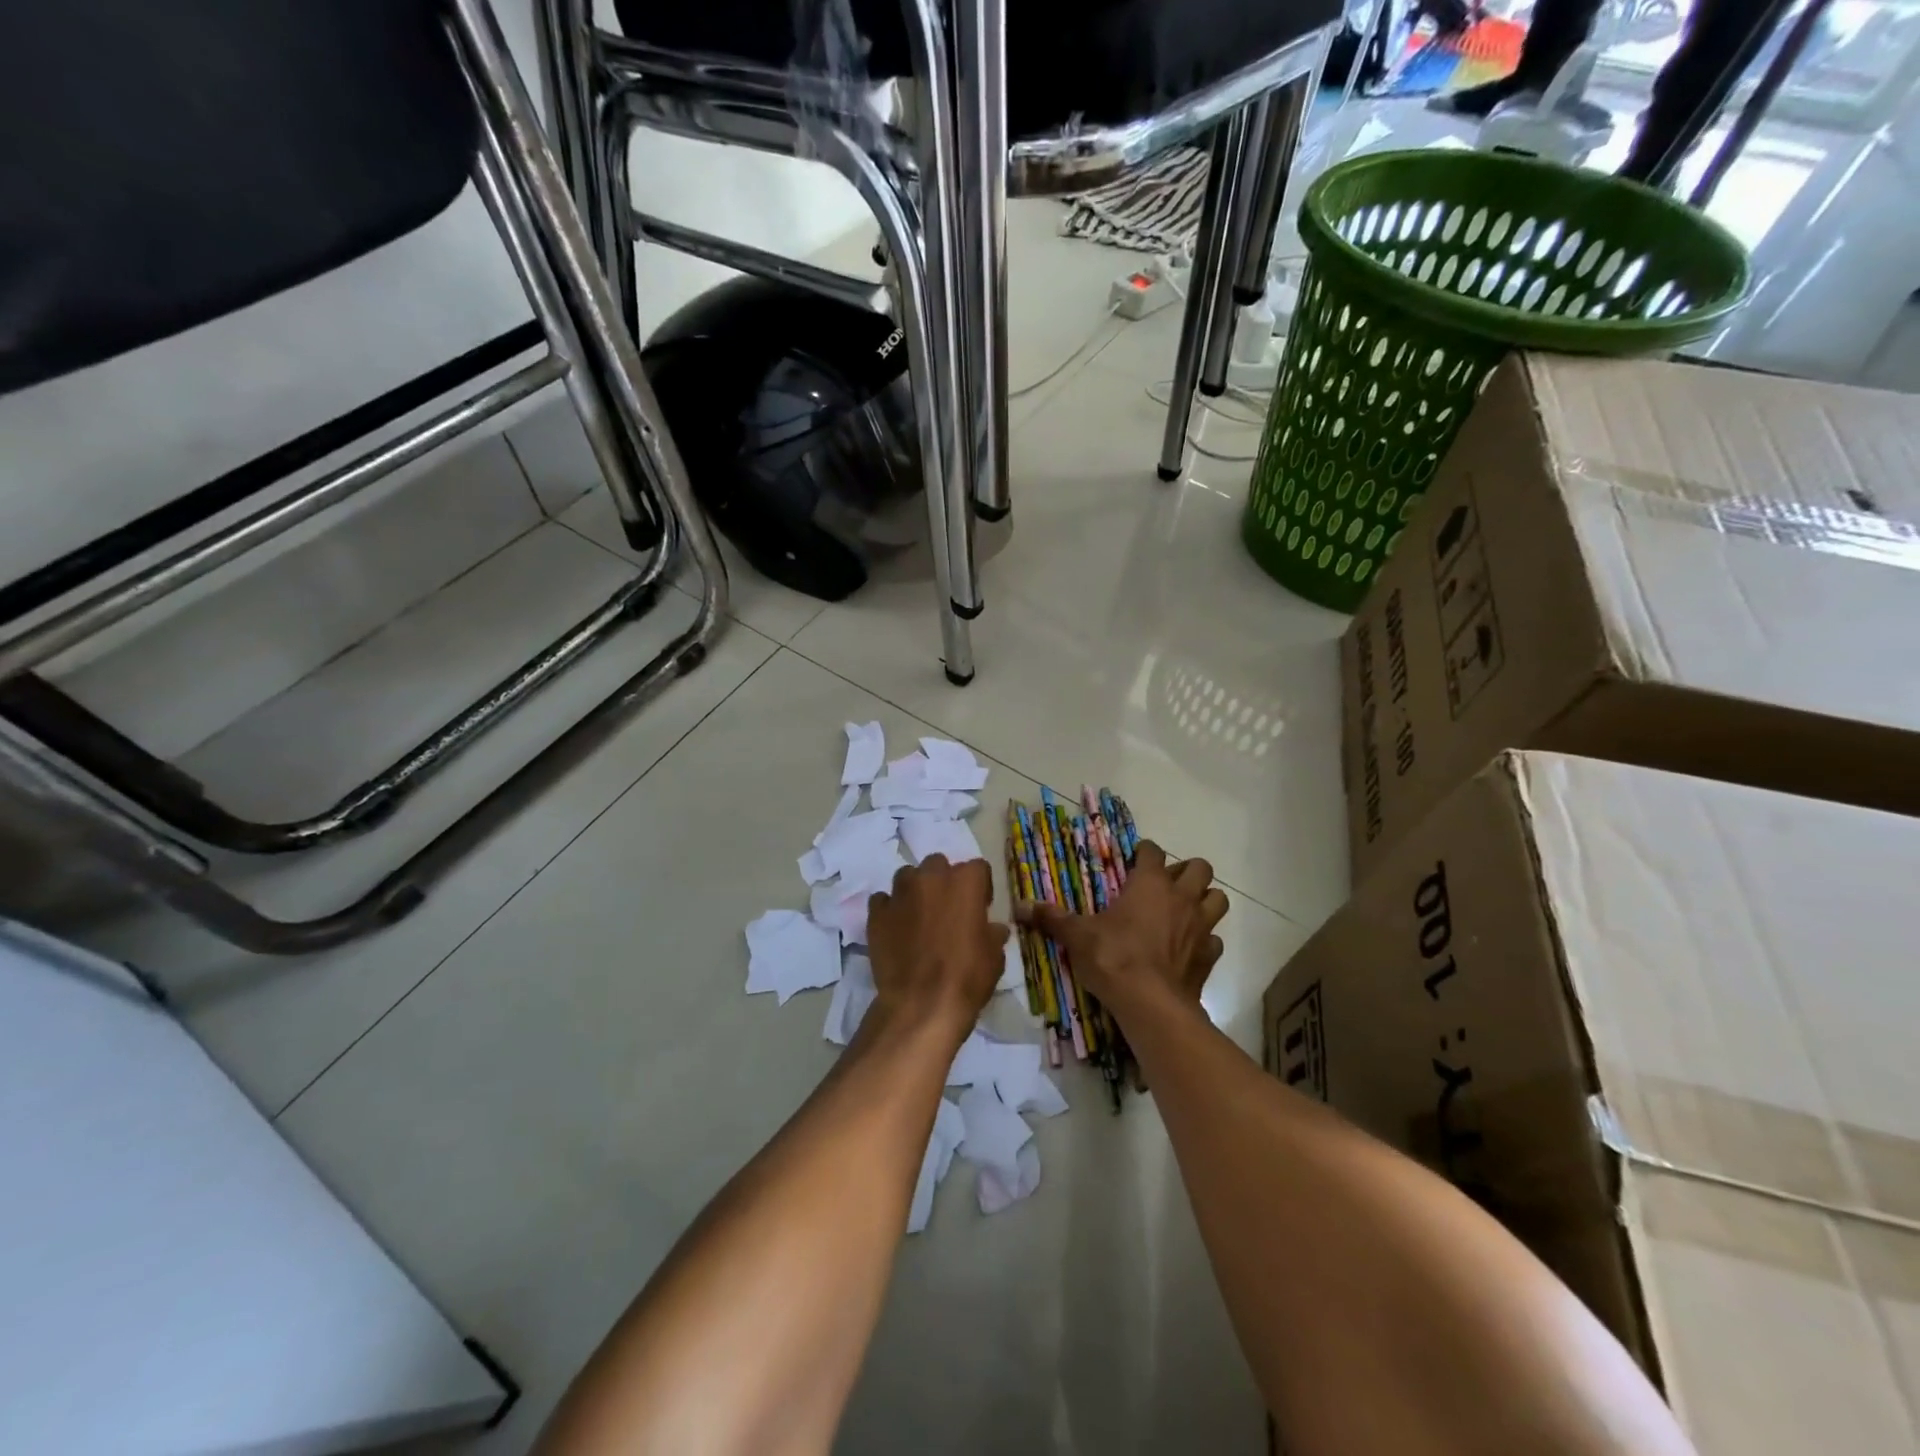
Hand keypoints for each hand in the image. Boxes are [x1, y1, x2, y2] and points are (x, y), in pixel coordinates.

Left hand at [865, 855, 1007, 1040]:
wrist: (921, 1004)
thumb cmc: (967, 977)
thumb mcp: (994, 957)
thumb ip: (993, 935)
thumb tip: (994, 929)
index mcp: (965, 881)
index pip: (977, 868)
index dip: (979, 887)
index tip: (979, 908)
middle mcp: (931, 877)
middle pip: (938, 865)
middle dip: (943, 881)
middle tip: (946, 909)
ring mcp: (900, 892)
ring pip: (907, 876)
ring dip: (915, 890)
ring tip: (918, 916)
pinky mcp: (877, 912)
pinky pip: (883, 900)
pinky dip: (890, 909)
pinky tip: (895, 929)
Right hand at [1016, 842, 1226, 1019]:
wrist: (1150, 1004)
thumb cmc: (1113, 957)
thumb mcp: (1077, 936)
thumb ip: (1054, 918)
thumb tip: (1022, 907)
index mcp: (1149, 883)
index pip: (1152, 852)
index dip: (1144, 852)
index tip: (1134, 859)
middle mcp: (1180, 898)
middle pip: (1199, 868)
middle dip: (1186, 871)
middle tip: (1165, 885)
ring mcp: (1200, 927)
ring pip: (1218, 899)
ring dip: (1205, 900)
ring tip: (1185, 910)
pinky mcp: (1209, 956)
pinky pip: (1215, 940)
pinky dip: (1206, 940)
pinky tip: (1189, 948)